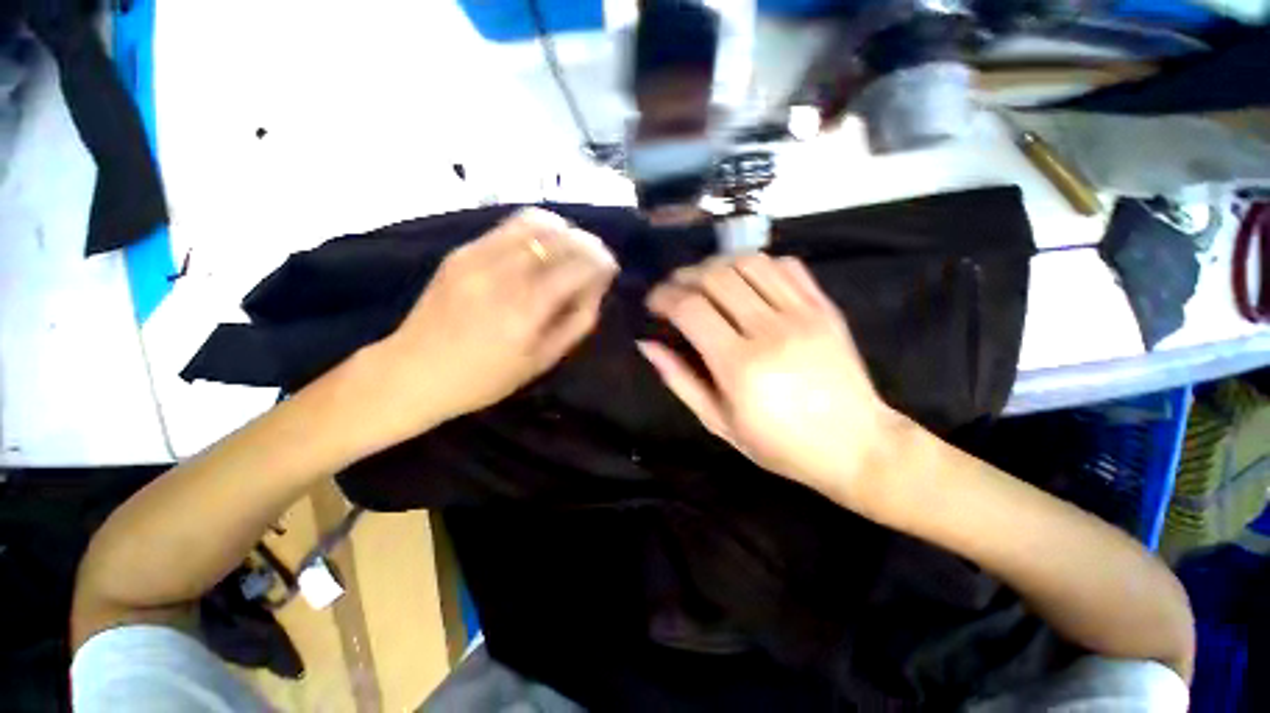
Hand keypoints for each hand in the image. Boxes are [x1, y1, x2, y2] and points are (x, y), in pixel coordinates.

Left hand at [360, 208, 617, 447]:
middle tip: (596, 258)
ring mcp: (478, 256)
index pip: (578, 265)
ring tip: (570, 249)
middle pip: (560, 236)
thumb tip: (595, 288)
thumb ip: (576, 321)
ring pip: (535, 221)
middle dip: (588, 243)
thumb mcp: (542, 361)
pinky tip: (541, 248)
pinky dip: (536, 231)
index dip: (602, 261)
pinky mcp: (462, 250)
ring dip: (563, 230)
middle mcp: (504, 274)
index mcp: (526, 309)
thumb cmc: (485, 378)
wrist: (412, 371)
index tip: (610, 268)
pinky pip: (509, 227)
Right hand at [640, 253, 908, 510]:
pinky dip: (757, 264)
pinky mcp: (824, 307)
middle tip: (674, 290)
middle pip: (716, 276)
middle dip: (684, 276)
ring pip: (749, 262)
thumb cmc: (780, 444)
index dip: (664, 297)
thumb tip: (647, 344)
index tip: (653, 302)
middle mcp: (770, 330)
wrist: (856, 445)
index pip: (690, 308)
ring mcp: (802, 314)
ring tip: (705, 282)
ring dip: (718, 265)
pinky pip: (786, 266)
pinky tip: (746, 281)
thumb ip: (680, 379)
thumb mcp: (719, 423)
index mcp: (739, 365)